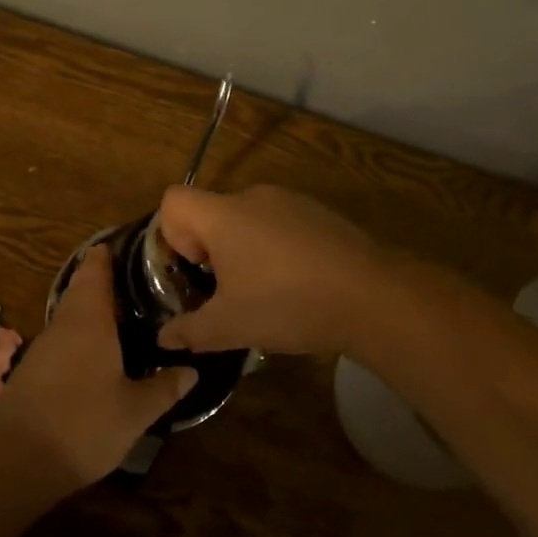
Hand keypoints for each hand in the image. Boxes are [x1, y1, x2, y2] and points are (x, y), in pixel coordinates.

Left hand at [0, 246, 195, 489]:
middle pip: (79, 290)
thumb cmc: (85, 424)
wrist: (21, 460)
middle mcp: (63, 325)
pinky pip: (59, 338)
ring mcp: (42, 347)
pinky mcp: (32, 370)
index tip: (120, 247)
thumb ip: (165, 388)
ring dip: (87, 307)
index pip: (95, 274)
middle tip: (129, 279)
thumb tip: (192, 370)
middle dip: (99, 280)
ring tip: (117, 311)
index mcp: (89, 322)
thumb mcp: (136, 411)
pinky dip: (76, 333)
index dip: (105, 258)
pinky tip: (93, 350)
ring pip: (68, 315)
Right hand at [156, 185, 386, 357]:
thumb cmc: (287, 304)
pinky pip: (282, 226)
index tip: (194, 269)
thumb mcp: (230, 326)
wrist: (373, 297)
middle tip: (225, 292)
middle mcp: (254, 197)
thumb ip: (189, 331)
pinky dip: (277, 249)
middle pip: (212, 212)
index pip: (173, 200)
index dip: (172, 233)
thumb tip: (164, 338)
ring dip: (245, 250)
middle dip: (210, 250)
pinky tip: (299, 286)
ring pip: (248, 220)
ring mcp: (292, 202)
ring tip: (265, 293)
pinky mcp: (322, 214)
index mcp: (223, 215)